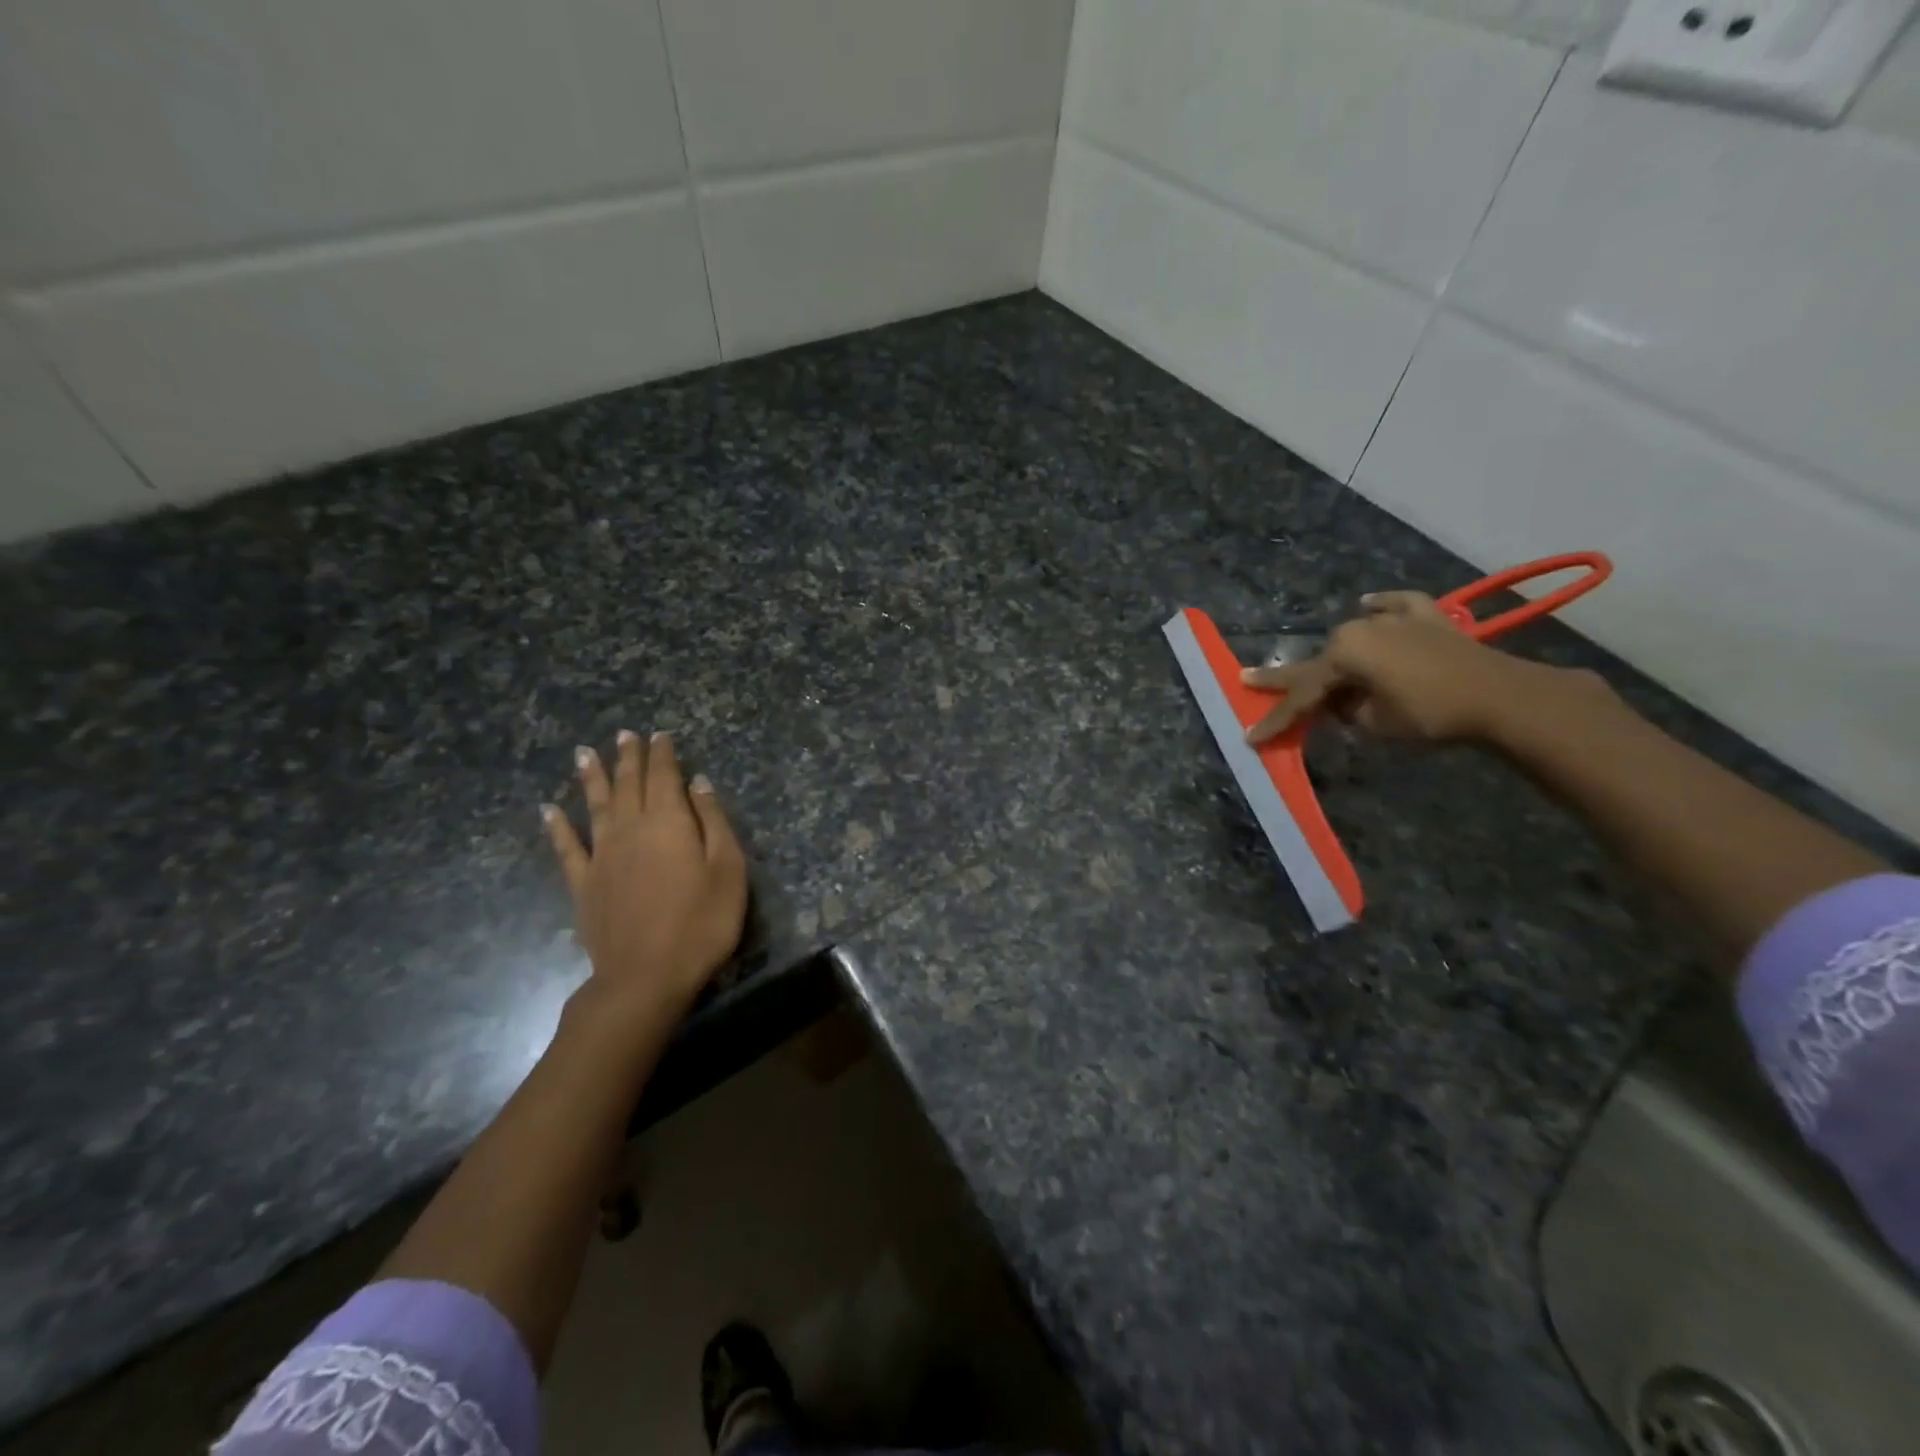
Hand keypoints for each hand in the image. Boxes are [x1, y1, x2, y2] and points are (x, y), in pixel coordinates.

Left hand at [543, 731, 747, 1018]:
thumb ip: (713, 822)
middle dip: (628, 757)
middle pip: (629, 785)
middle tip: (624, 734)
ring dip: (592, 778)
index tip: (660, 734)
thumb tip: (699, 783)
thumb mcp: (727, 869)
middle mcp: (631, 829)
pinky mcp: (583, 885)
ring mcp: (602, 856)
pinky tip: (548, 810)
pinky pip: (567, 848)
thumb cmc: (701, 922)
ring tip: (585, 753)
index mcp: (669, 822)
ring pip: (596, 806)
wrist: (645, 976)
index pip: (664, 777)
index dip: (663, 754)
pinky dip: (557, 827)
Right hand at [1240, 591, 1575, 744]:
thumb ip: (1347, 711)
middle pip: (1320, 661)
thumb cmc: (1429, 713)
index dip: (1277, 719)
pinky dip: (1383, 606)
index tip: (1250, 737)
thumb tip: (1342, 703)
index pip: (1302, 696)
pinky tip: (1369, 603)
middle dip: (1290, 679)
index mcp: (1343, 655)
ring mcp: (1394, 619)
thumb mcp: (1375, 722)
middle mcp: (1360, 629)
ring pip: (1354, 637)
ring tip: (1328, 674)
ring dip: (1339, 656)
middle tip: (1249, 679)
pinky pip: (1397, 607)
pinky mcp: (1428, 618)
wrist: (1500, 696)